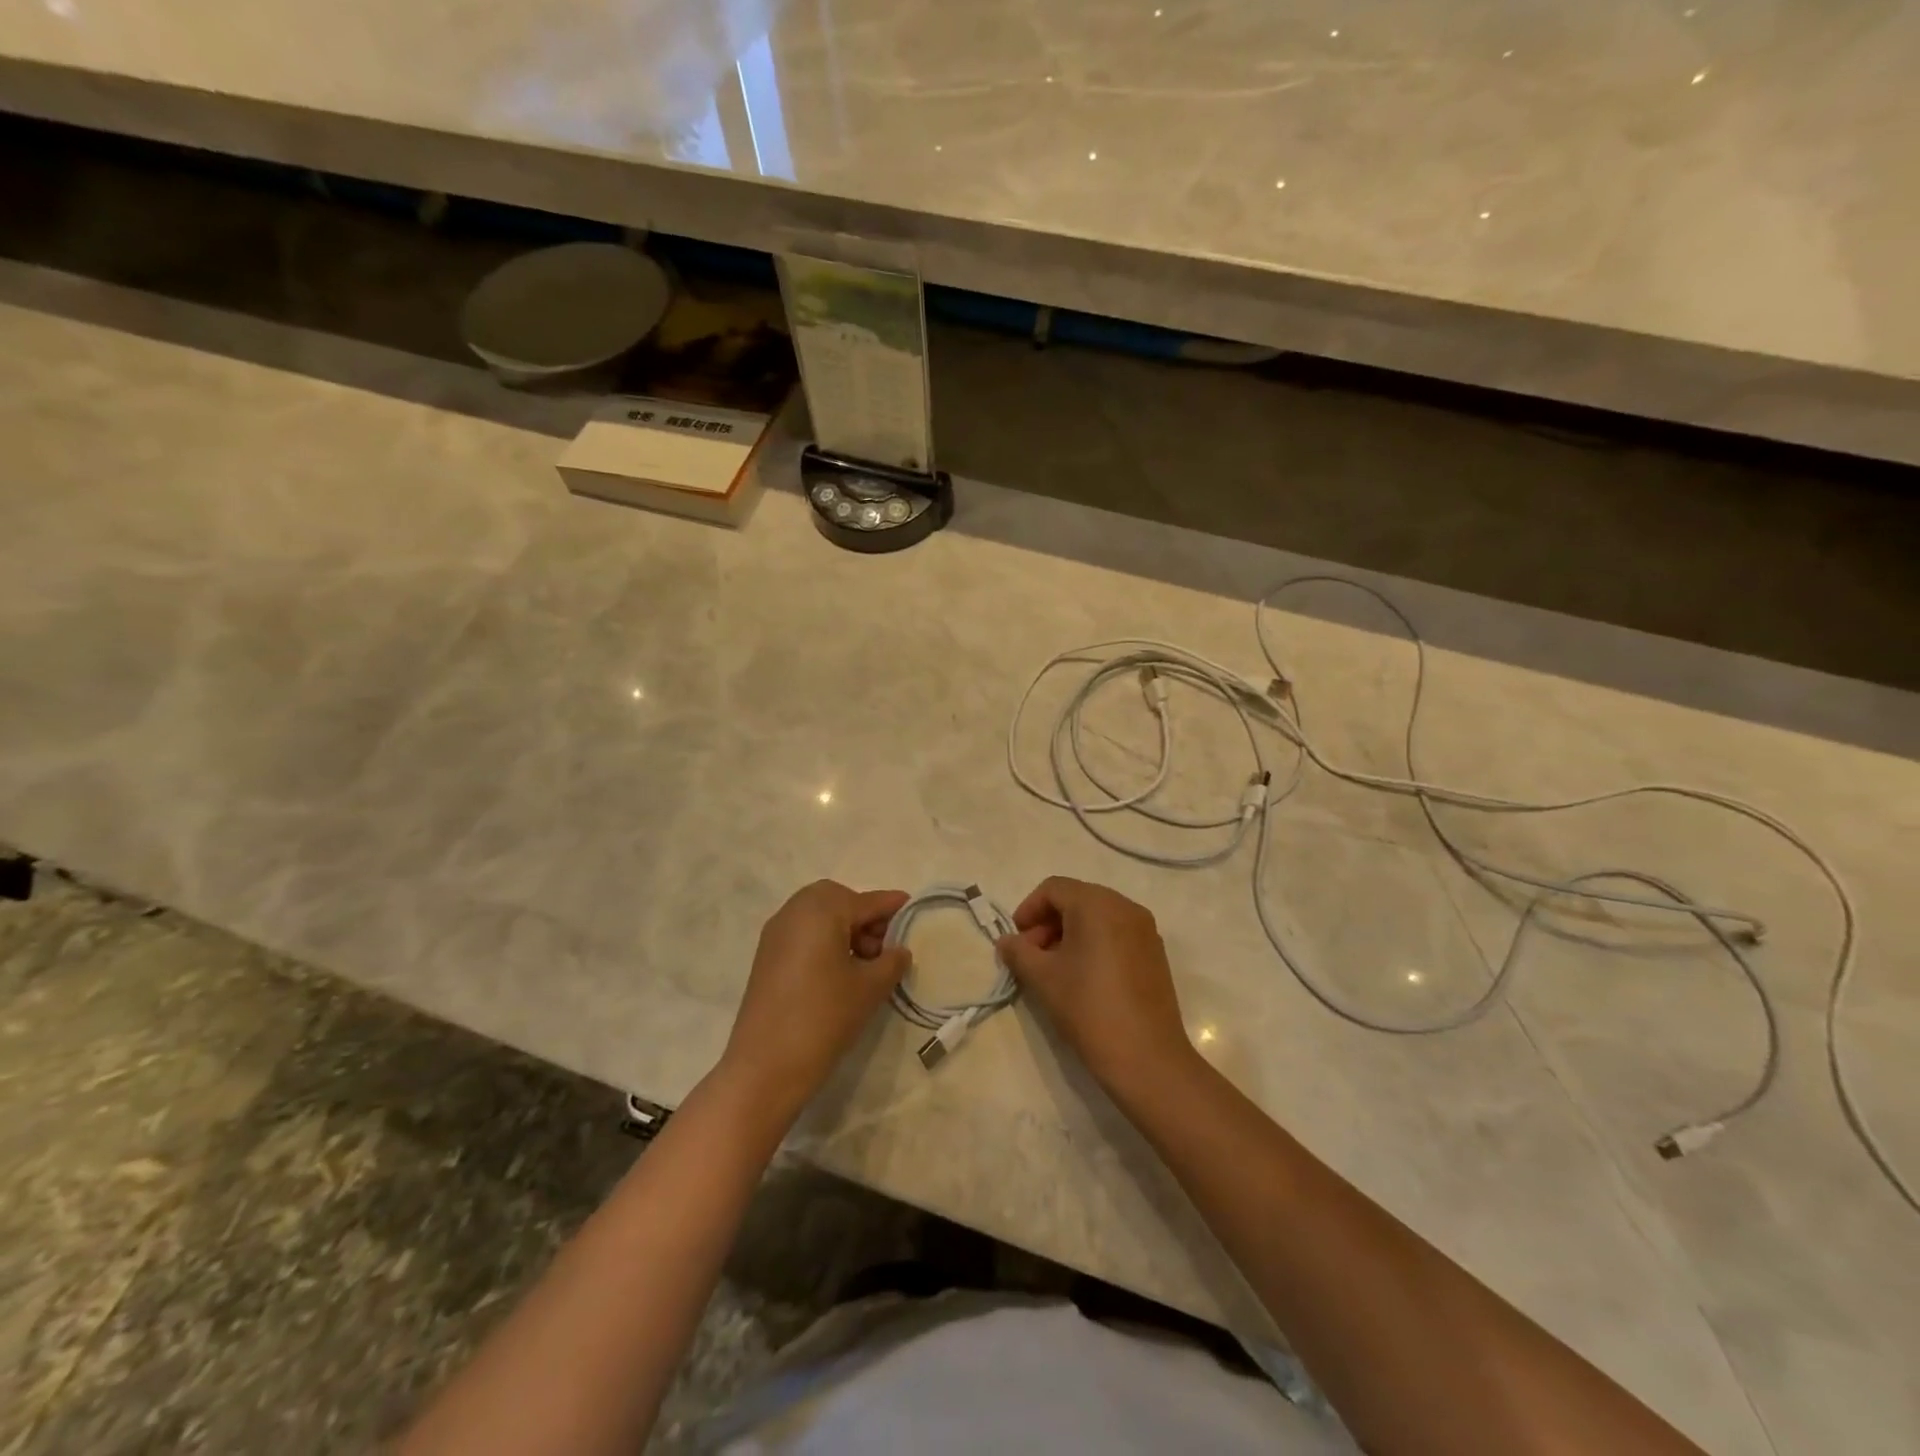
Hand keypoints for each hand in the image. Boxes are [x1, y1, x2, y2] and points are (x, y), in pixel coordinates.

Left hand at [719, 880, 911, 1123]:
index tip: (912, 907)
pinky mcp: (766, 956)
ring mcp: (776, 934)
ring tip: (865, 962)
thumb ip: (891, 961)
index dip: (891, 906)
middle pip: (837, 900)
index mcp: (821, 910)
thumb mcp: (870, 988)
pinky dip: (824, 940)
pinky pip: (802, 933)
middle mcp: (794, 911)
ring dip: (844, 928)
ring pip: (817, 915)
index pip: (865, 901)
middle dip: (863, 915)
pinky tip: (839, 971)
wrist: (765, 1066)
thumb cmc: (824, 1017)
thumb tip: (898, 950)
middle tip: (883, 945)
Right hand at [995, 876, 1197, 1100]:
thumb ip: (1019, 952)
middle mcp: (1125, 907)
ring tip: (1054, 968)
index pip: (1054, 888)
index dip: (1028, 909)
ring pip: (1097, 916)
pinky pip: (1116, 933)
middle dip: (1048, 921)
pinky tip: (1083, 976)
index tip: (1016, 940)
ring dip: (1070, 933)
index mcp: (1097, 904)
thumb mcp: (1043, 978)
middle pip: (1077, 899)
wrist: (1146, 1058)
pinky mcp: (1155, 953)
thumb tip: (1006, 942)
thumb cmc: (1088, 1008)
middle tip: (1031, 955)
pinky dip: (1094, 943)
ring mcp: (1145, 929)